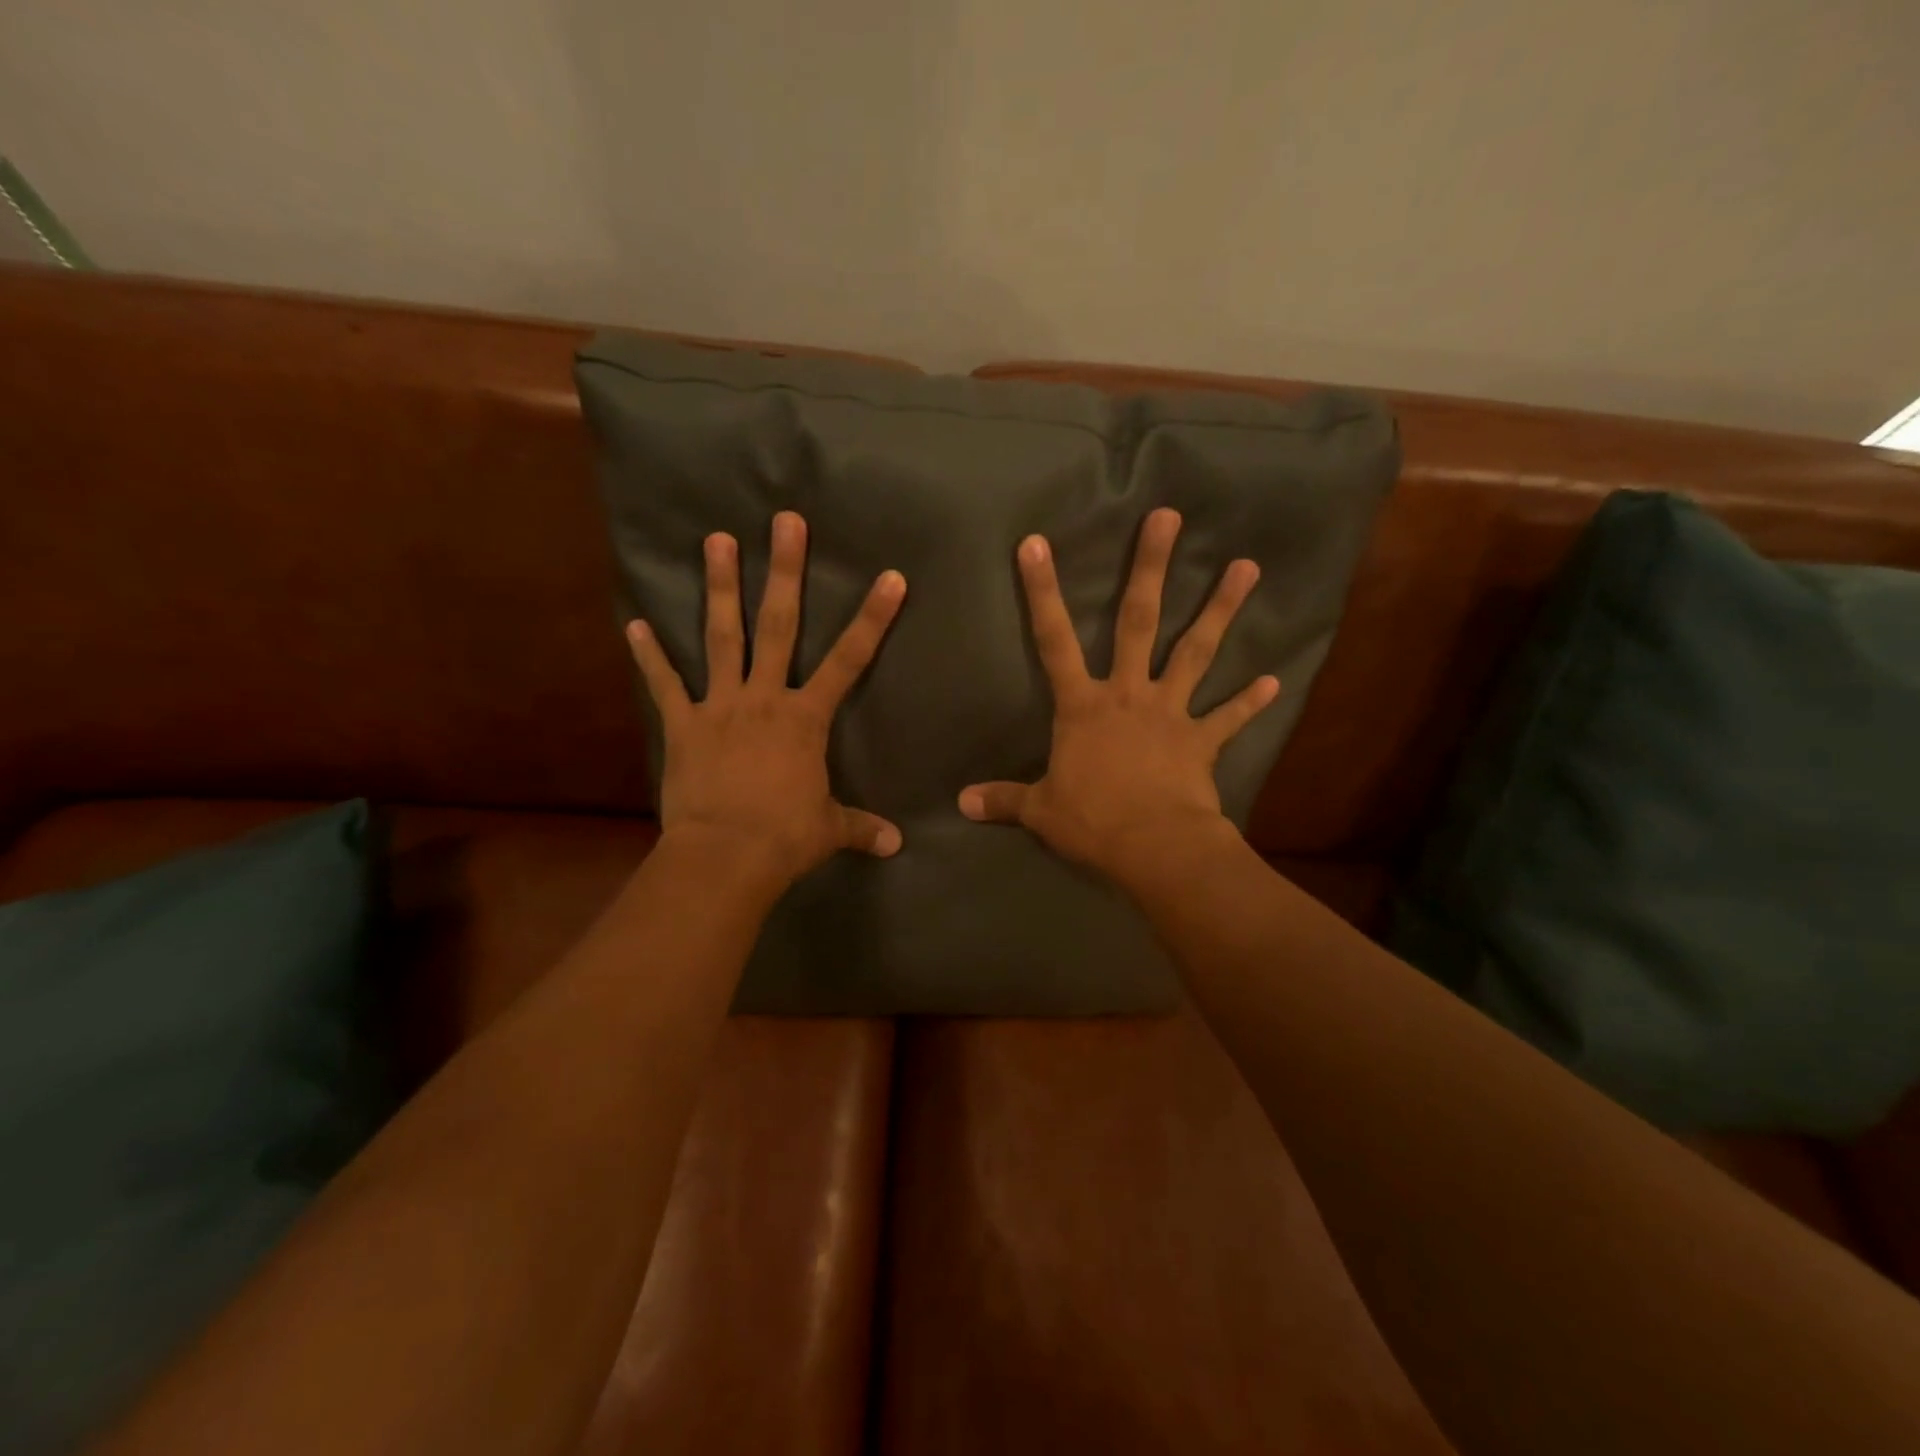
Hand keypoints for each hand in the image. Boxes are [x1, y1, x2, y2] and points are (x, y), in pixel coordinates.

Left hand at [626, 510, 905, 885]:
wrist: (725, 855)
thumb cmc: (784, 837)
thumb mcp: (829, 829)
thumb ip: (861, 827)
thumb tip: (896, 846)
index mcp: (805, 718)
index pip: (850, 660)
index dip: (873, 618)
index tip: (890, 578)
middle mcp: (764, 698)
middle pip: (779, 626)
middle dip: (785, 573)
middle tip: (785, 523)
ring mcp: (720, 706)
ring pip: (722, 637)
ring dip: (720, 589)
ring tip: (716, 540)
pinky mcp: (683, 725)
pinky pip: (665, 684)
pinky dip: (649, 656)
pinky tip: (633, 624)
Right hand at [958, 507, 1279, 882]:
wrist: (1154, 846)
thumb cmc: (1092, 821)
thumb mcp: (1040, 810)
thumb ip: (1004, 800)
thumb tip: (962, 803)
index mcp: (1083, 706)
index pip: (1053, 640)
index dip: (1041, 592)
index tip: (1035, 545)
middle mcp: (1128, 694)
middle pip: (1138, 621)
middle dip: (1150, 568)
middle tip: (1169, 517)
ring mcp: (1170, 713)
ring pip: (1196, 651)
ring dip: (1221, 609)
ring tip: (1247, 567)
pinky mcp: (1202, 740)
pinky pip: (1229, 717)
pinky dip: (1249, 701)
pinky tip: (1272, 680)